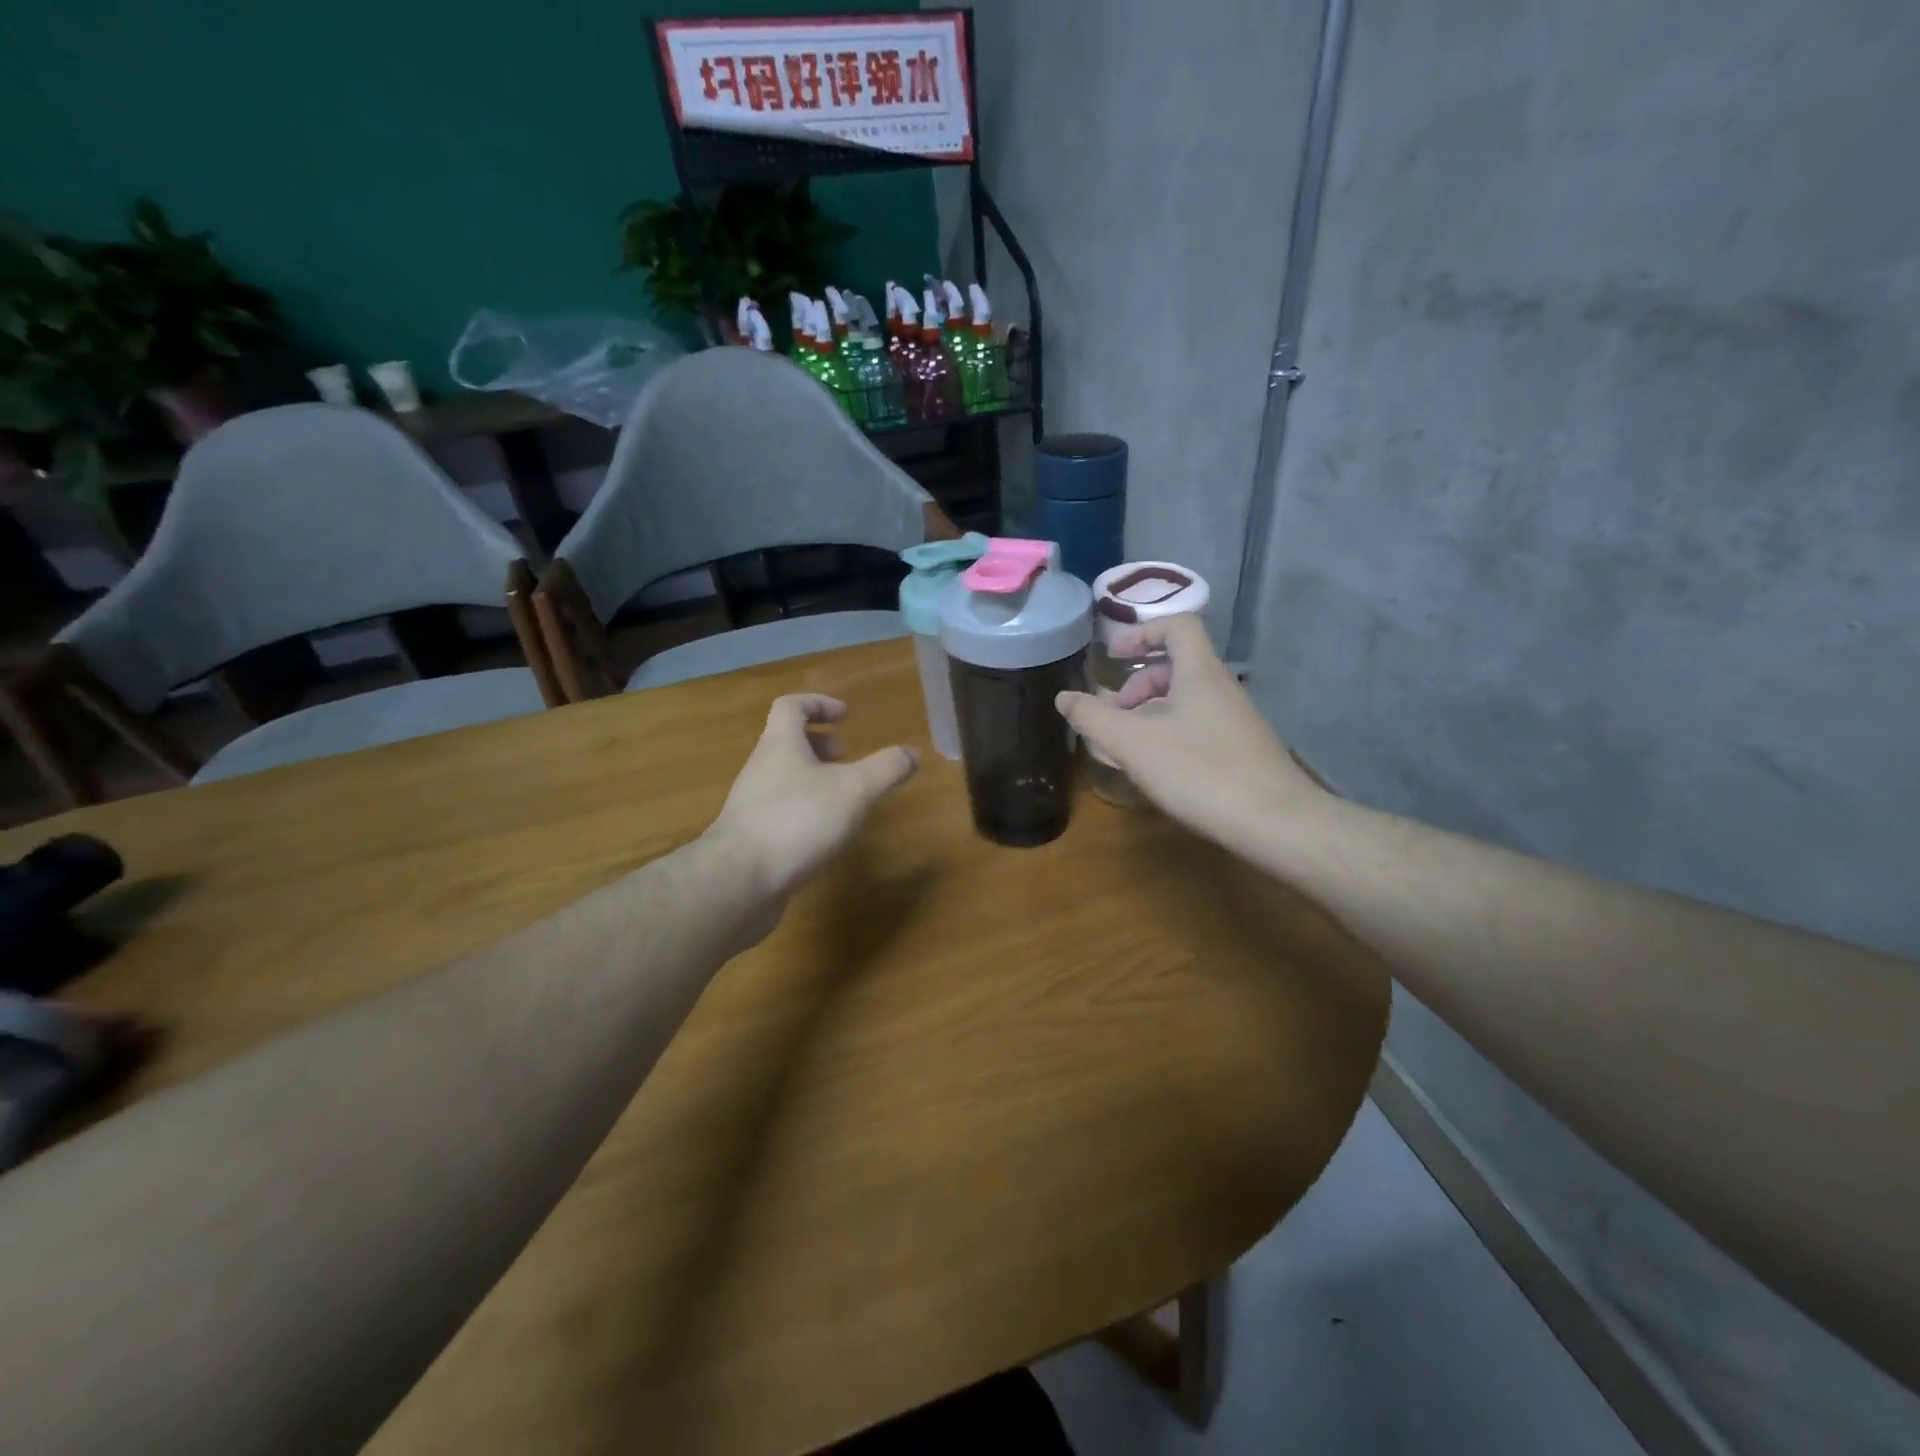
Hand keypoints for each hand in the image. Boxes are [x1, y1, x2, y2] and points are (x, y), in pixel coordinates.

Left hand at [709, 694, 918, 900]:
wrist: (739, 882)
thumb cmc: (798, 820)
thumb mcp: (855, 790)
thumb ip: (885, 769)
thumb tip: (912, 752)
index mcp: (780, 745)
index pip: (791, 706)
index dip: (818, 704)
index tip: (845, 716)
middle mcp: (760, 769)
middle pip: (785, 743)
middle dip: (818, 745)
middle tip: (846, 758)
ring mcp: (751, 806)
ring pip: (783, 780)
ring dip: (812, 780)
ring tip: (843, 800)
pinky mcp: (751, 841)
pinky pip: (780, 814)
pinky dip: (804, 813)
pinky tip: (825, 836)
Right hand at [1055, 616, 1325, 845]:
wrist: (1275, 823)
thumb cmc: (1199, 771)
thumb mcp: (1133, 743)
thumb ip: (1093, 718)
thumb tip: (1064, 698)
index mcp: (1199, 673)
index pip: (1176, 626)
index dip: (1142, 633)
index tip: (1113, 658)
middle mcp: (1223, 689)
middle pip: (1177, 667)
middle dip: (1138, 685)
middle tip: (1115, 715)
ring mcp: (1237, 722)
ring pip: (1186, 702)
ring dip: (1151, 715)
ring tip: (1129, 749)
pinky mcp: (1244, 752)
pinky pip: (1200, 728)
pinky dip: (1172, 737)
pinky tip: (1160, 772)